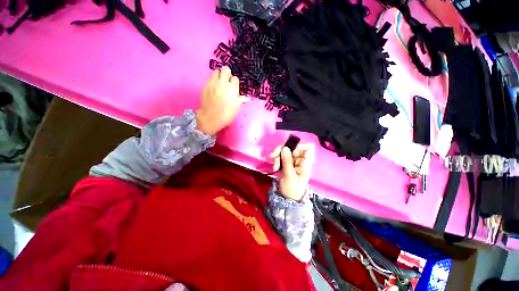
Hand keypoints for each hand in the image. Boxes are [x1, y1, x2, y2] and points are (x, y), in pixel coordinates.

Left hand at [196, 66, 247, 134]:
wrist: (211, 117)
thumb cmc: (226, 114)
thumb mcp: (236, 108)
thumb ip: (241, 100)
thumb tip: (248, 99)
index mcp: (233, 89)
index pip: (235, 79)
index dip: (234, 82)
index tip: (233, 87)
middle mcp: (223, 83)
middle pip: (226, 70)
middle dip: (227, 74)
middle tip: (226, 81)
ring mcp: (213, 83)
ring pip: (216, 71)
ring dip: (218, 75)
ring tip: (219, 82)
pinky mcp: (206, 85)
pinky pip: (209, 77)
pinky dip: (212, 79)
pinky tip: (213, 86)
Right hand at [270, 143, 314, 201]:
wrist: (287, 199)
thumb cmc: (291, 189)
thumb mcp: (289, 175)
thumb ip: (287, 161)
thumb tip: (285, 147)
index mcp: (305, 162)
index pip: (307, 148)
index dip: (298, 145)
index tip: (288, 148)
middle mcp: (300, 160)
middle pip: (292, 147)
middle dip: (281, 151)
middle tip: (273, 156)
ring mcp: (293, 162)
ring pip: (285, 151)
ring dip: (277, 157)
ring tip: (274, 167)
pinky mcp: (286, 164)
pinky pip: (281, 157)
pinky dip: (277, 160)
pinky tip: (274, 167)